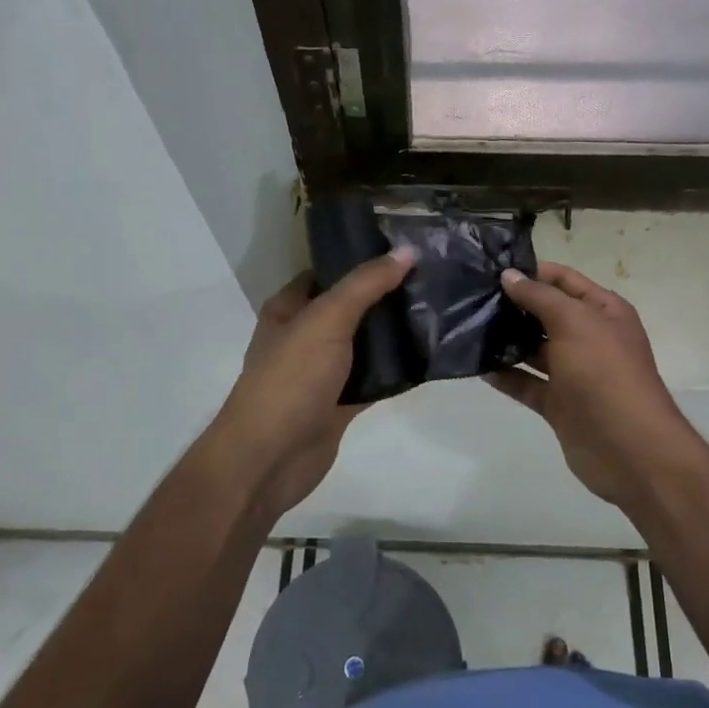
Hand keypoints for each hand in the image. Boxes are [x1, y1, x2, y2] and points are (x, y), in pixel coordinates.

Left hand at [203, 247, 416, 520]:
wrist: (269, 459)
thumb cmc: (290, 379)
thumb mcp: (326, 320)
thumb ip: (366, 285)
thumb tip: (406, 250)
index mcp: (289, 308)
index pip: (328, 271)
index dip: (362, 258)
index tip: (405, 248)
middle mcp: (305, 336)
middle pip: (351, 307)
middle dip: (386, 295)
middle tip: (432, 276)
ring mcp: (322, 372)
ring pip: (365, 344)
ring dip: (395, 333)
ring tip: (438, 309)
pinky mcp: (340, 404)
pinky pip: (374, 379)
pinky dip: (397, 371)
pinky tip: (429, 356)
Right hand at [488, 262, 693, 507]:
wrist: (628, 448)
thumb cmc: (604, 372)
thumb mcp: (574, 322)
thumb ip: (539, 297)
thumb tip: (510, 276)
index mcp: (603, 312)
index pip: (564, 280)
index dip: (532, 272)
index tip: (491, 269)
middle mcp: (590, 338)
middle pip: (547, 313)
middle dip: (514, 305)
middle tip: (472, 297)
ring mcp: (574, 373)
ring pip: (534, 349)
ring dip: (506, 340)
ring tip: (469, 327)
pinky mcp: (559, 403)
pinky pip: (527, 383)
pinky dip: (506, 375)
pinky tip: (478, 366)